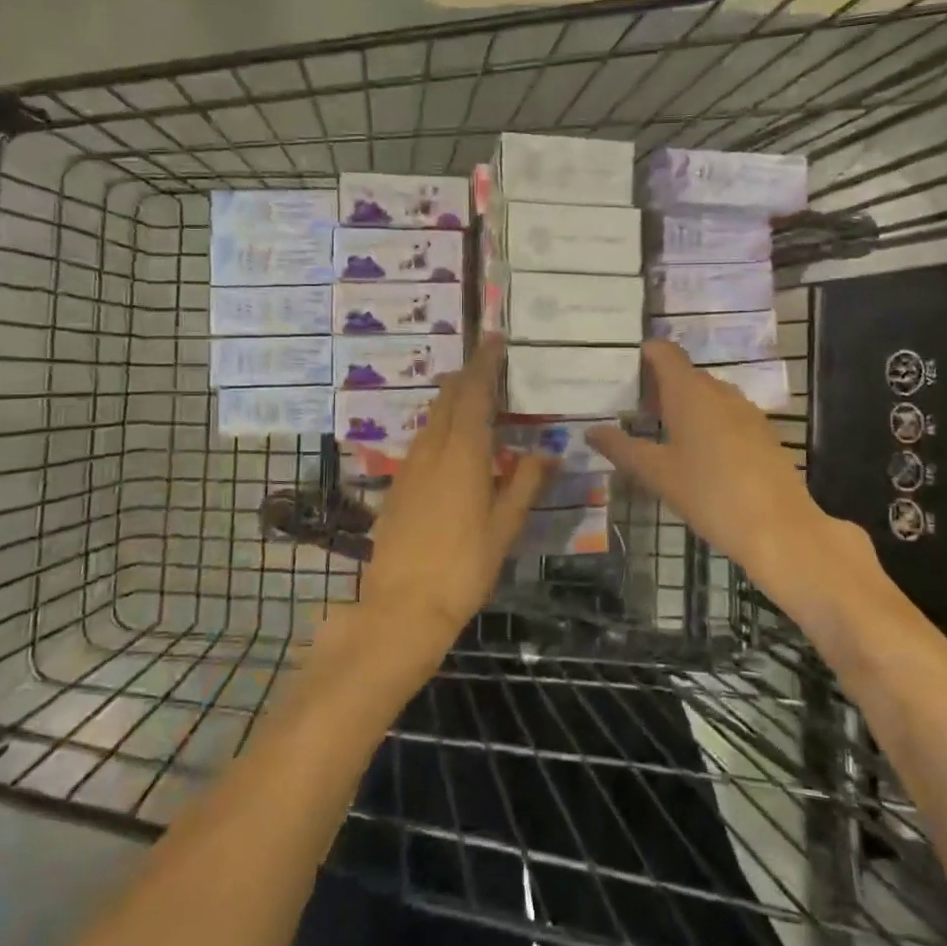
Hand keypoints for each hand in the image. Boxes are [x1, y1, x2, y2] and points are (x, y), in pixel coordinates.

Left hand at [359, 336, 554, 659]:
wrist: (402, 606)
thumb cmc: (463, 567)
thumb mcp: (504, 527)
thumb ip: (526, 483)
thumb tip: (548, 451)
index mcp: (463, 454)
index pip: (475, 394)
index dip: (485, 364)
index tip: (494, 339)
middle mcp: (432, 450)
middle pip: (448, 398)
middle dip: (467, 375)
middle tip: (487, 361)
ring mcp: (410, 466)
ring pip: (432, 417)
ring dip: (452, 398)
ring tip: (472, 394)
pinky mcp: (398, 485)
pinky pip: (422, 439)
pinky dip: (440, 424)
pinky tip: (451, 440)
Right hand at [587, 340, 847, 590]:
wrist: (779, 528)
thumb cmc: (709, 493)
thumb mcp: (657, 473)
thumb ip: (621, 448)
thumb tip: (591, 431)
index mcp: (690, 392)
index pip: (665, 353)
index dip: (645, 354)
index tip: (625, 370)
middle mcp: (720, 392)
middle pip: (685, 374)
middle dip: (660, 386)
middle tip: (634, 411)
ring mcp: (747, 412)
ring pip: (708, 396)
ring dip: (684, 406)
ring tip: (662, 435)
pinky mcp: (763, 434)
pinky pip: (727, 416)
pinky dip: (707, 423)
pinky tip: (698, 456)